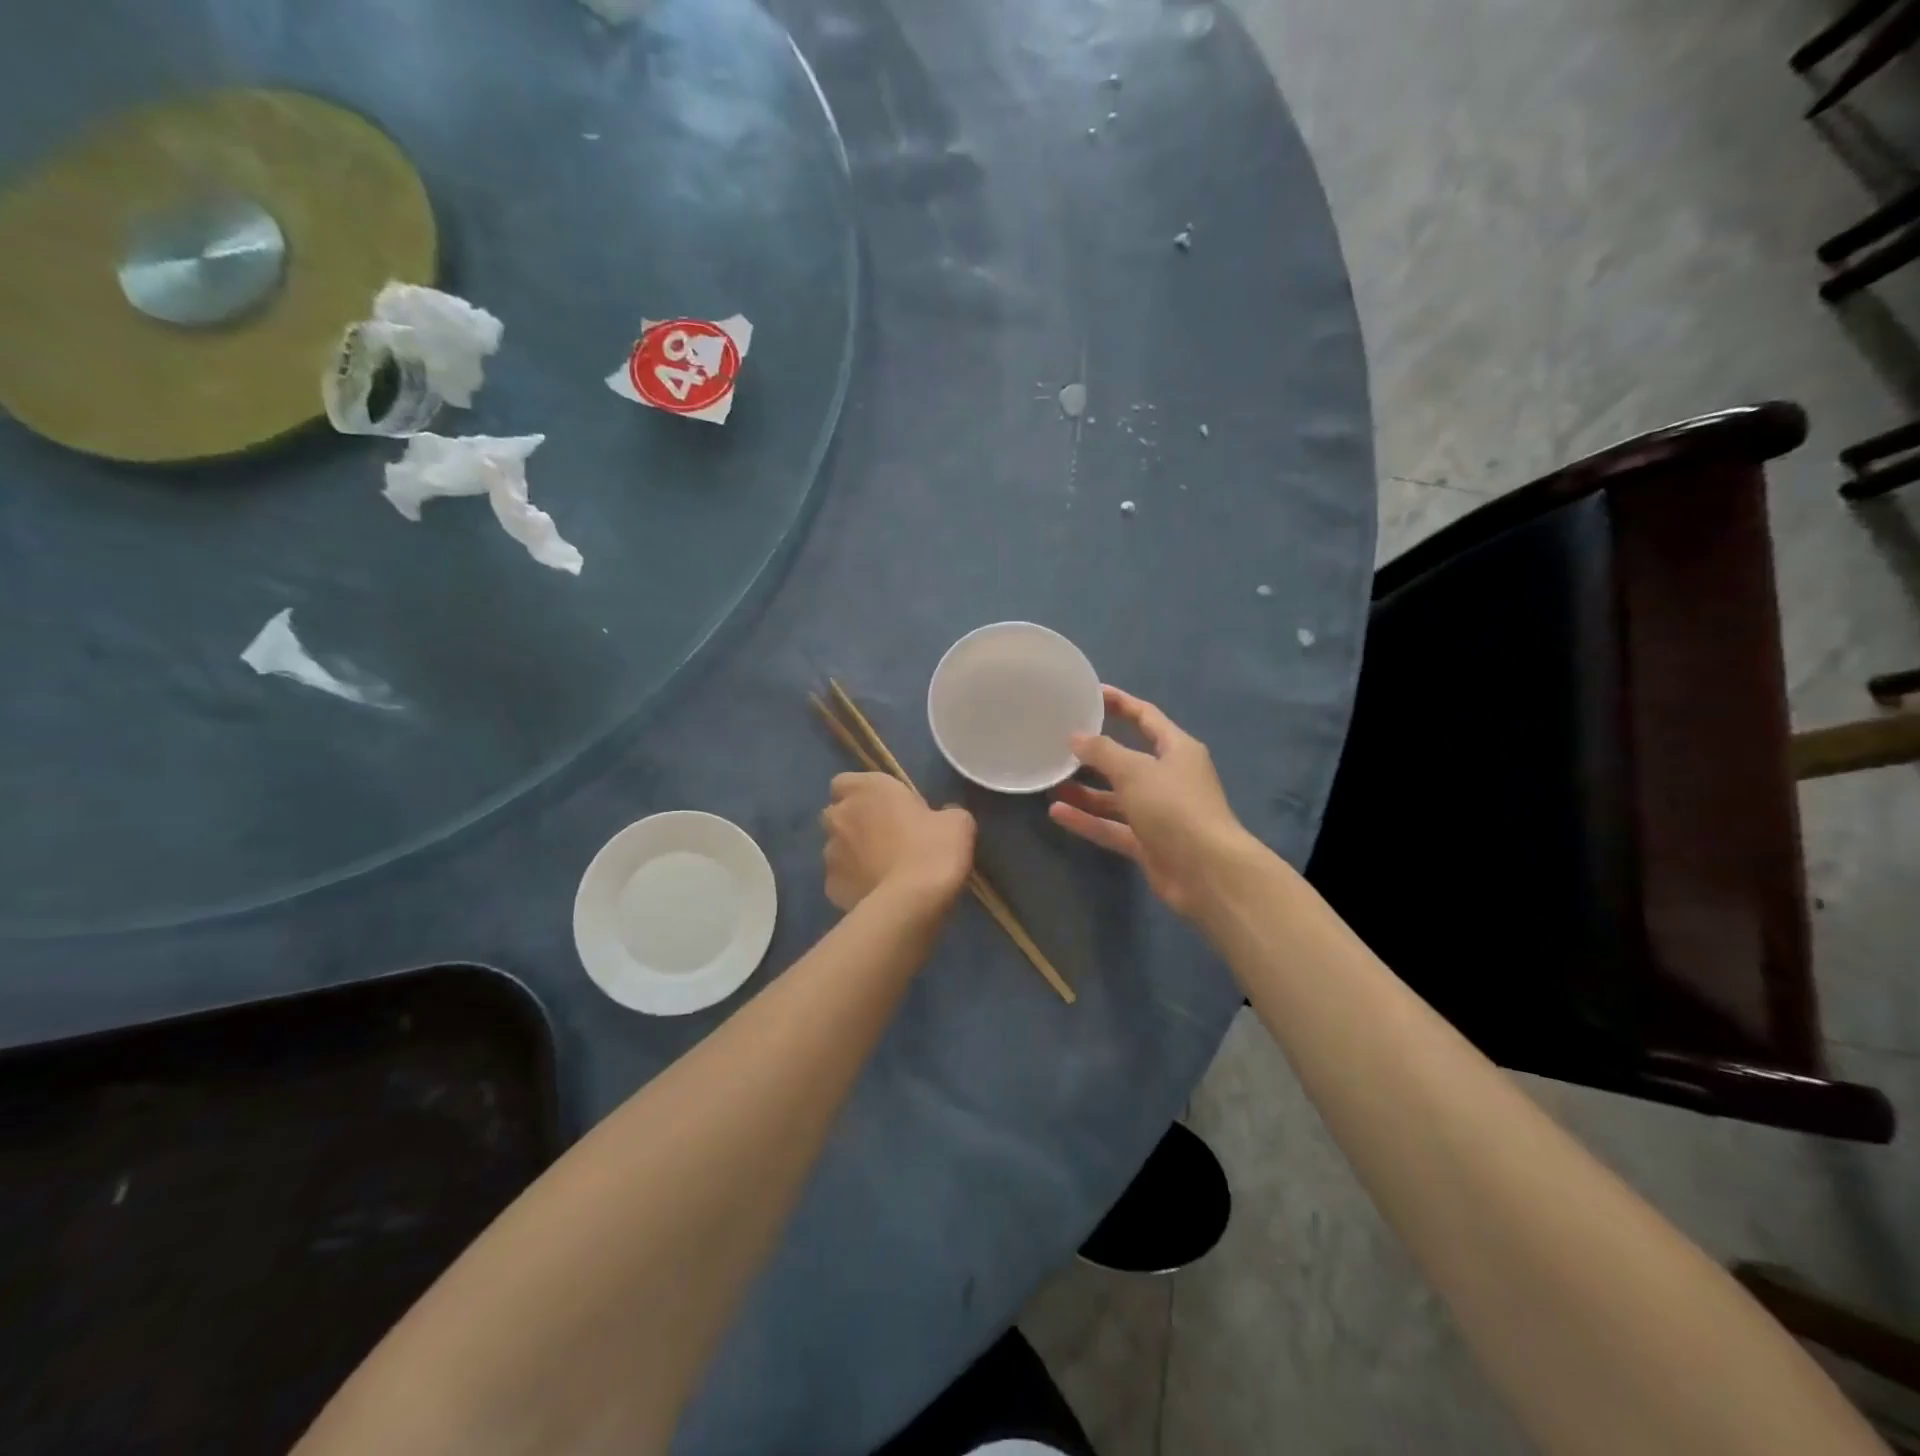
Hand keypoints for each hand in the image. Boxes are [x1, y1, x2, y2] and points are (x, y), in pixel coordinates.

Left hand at [821, 773, 976, 911]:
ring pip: (836, 849)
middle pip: (838, 815)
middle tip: (885, 837)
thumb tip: (939, 818)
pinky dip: (855, 884)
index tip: (885, 806)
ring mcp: (830, 854)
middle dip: (854, 823)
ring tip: (882, 870)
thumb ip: (943, 812)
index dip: (861, 794)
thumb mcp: (957, 822)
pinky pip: (842, 880)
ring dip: (853, 855)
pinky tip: (878, 894)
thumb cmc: (934, 849)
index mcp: (867, 789)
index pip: (844, 782)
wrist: (912, 903)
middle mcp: (840, 816)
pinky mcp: (830, 888)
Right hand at [1048, 686, 1251, 916]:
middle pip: (1127, 759)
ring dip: (1086, 791)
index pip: (1146, 717)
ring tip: (1051, 781)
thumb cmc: (1174, 807)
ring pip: (1116, 796)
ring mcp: (1158, 813)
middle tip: (1059, 743)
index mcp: (1177, 750)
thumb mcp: (1135, 771)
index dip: (1120, 703)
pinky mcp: (1148, 843)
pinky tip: (1057, 812)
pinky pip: (1112, 826)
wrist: (1207, 872)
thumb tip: (1076, 737)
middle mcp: (1169, 778)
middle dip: (1095, 753)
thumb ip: (1103, 752)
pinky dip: (1088, 820)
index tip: (1090, 694)